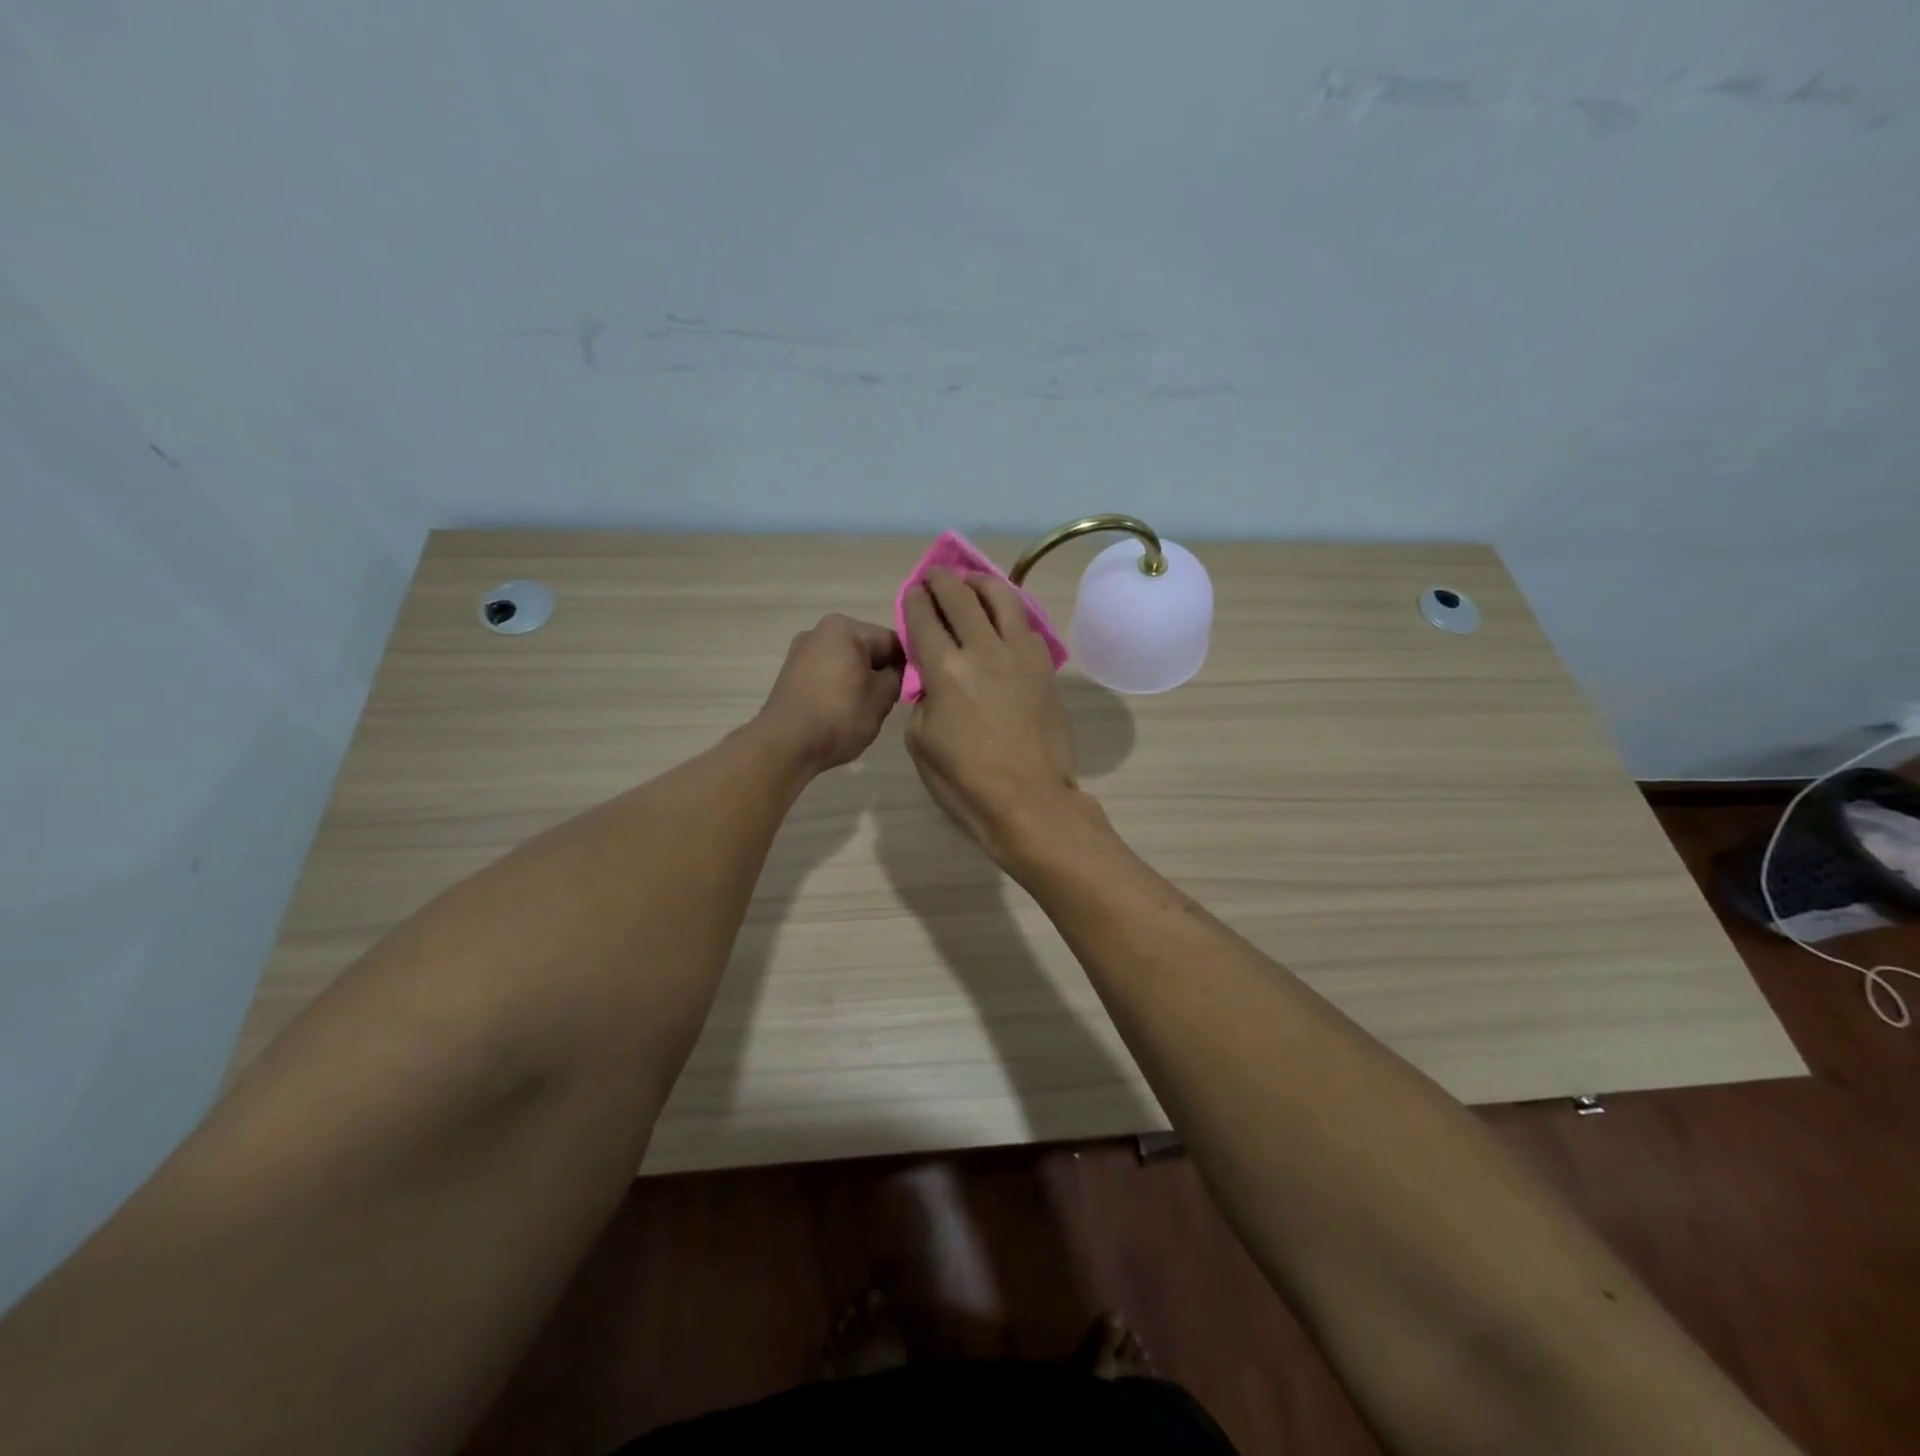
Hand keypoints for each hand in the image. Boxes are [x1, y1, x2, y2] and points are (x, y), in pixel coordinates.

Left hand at [756, 614, 903, 773]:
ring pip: (846, 661)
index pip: (892, 641)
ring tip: (867, 708)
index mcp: (845, 628)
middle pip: (867, 648)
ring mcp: (801, 650)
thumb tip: (897, 672)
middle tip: (892, 700)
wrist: (785, 744)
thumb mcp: (881, 698)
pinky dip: (840, 686)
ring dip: (860, 679)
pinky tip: (844, 710)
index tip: (915, 687)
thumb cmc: (839, 716)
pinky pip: (827, 673)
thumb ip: (897, 677)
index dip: (908, 664)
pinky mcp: (791, 672)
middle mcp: (820, 630)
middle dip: (881, 670)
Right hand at [902, 568, 1079, 860]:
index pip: (924, 617)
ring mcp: (1020, 654)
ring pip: (1001, 598)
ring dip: (981, 583)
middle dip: (942, 580)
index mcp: (945, 669)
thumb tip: (933, 680)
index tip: (913, 592)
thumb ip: (922, 699)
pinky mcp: (1044, 666)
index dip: (915, 599)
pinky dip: (1009, 610)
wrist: (1029, 801)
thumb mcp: (921, 743)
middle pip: (960, 596)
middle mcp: (983, 649)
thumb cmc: (966, 781)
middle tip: (935, 577)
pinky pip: (1025, 624)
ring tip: (972, 582)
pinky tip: (1003, 615)